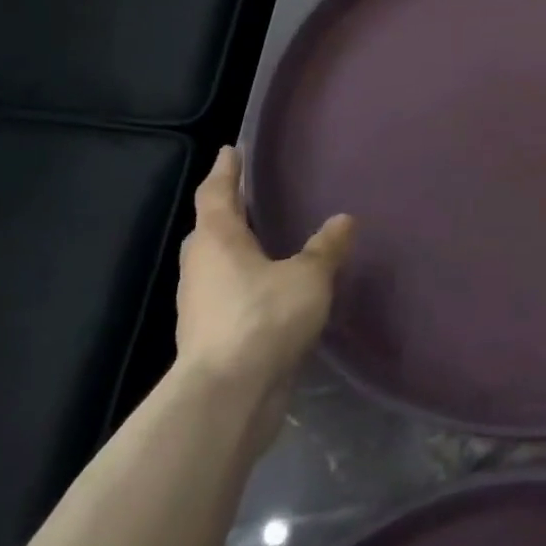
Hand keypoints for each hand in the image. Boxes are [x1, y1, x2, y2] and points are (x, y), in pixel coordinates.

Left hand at [175, 147, 353, 392]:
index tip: (232, 150)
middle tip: (250, 198)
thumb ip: (326, 247)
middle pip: (210, 229)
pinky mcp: (211, 336)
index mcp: (218, 240)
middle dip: (226, 211)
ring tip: (266, 243)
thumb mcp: (308, 277)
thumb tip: (344, 219)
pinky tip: (270, 292)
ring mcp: (201, 305)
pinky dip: (245, 285)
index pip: (217, 193)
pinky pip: (228, 296)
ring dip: (236, 251)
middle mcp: (202, 267)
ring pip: (216, 265)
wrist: (229, 395)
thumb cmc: (264, 319)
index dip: (226, 170)